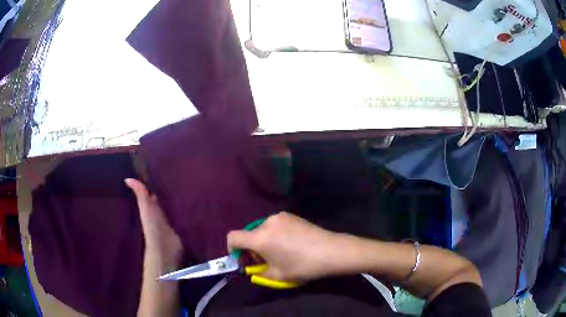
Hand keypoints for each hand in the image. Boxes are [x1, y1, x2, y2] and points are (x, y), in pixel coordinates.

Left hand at [125, 178, 182, 268]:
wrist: (165, 249)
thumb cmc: (153, 227)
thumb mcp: (145, 208)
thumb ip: (140, 194)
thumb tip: (127, 178)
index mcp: (152, 207)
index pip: (154, 193)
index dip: (157, 183)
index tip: (165, 171)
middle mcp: (161, 213)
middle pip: (165, 200)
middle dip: (171, 190)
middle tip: (182, 175)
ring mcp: (172, 221)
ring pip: (175, 207)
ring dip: (181, 199)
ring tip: (191, 185)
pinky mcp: (182, 227)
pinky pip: (184, 216)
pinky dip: (189, 210)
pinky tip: (197, 202)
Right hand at [227, 212, 342, 281]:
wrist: (331, 251)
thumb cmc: (302, 265)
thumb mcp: (278, 275)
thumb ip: (259, 273)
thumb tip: (254, 270)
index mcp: (260, 238)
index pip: (233, 237)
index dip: (232, 249)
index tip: (242, 260)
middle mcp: (266, 223)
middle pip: (249, 235)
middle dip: (252, 249)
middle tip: (265, 262)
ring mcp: (280, 217)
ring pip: (262, 230)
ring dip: (264, 242)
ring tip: (280, 253)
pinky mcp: (291, 215)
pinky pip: (275, 225)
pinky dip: (275, 235)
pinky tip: (290, 244)